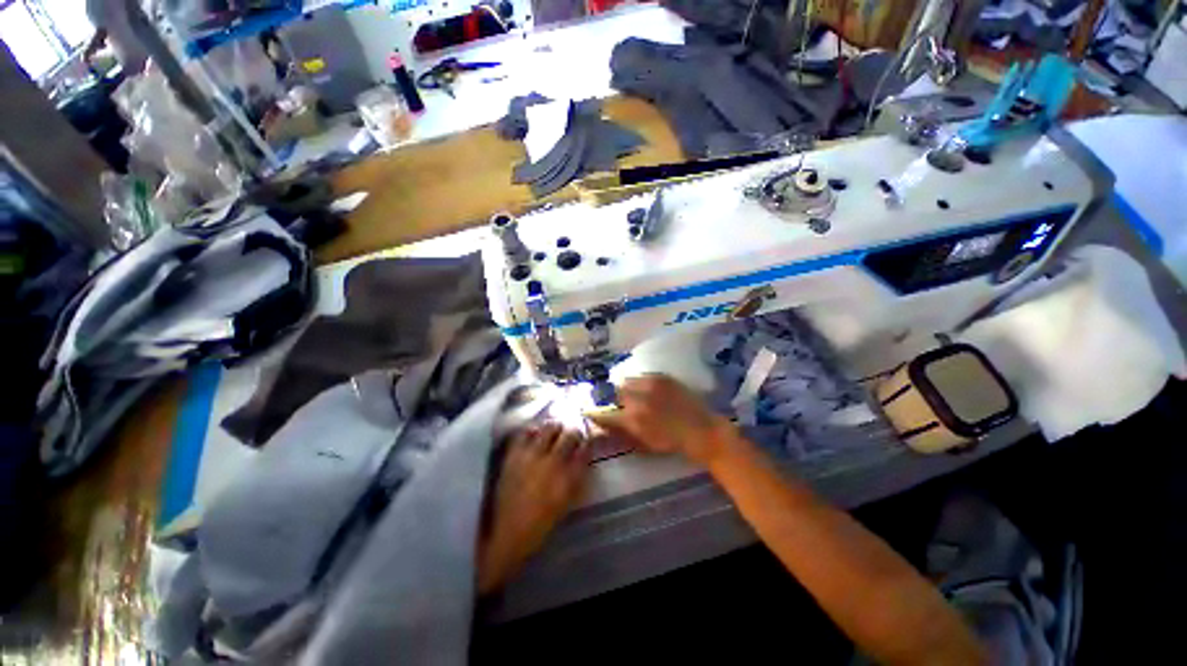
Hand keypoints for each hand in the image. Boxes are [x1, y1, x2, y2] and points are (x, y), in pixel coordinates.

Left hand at [477, 424, 588, 593]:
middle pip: (570, 434)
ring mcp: (532, 456)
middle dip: (575, 432)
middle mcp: (553, 461)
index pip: (586, 447)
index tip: (588, 439)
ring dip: (555, 427)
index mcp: (569, 476)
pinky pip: (525, 432)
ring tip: (554, 430)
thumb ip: (578, 475)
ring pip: (549, 427)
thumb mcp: (568, 499)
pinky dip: (533, 430)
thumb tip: (583, 455)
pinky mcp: (514, 455)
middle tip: (572, 434)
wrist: (510, 532)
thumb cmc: (544, 520)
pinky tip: (535, 434)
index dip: (589, 440)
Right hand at [589, 375, 736, 465]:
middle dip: (612, 397)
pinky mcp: (662, 377)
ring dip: (626, 388)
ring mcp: (651, 384)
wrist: (702, 430)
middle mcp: (638, 398)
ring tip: (634, 395)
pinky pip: (642, 376)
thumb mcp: (643, 444)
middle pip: (614, 392)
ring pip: (627, 381)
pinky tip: (647, 390)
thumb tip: (602, 426)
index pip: (605, 413)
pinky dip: (640, 383)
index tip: (590, 411)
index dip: (595, 413)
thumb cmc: (672, 443)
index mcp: (633, 419)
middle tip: (618, 403)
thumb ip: (620, 433)